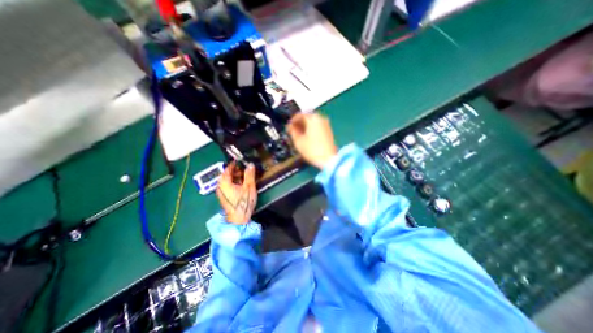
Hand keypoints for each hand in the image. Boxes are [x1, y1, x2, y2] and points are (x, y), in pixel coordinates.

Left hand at [215, 159, 256, 223]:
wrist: (238, 218)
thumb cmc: (244, 202)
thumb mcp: (249, 187)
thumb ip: (249, 175)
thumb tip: (250, 164)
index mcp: (225, 182)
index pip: (228, 168)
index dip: (235, 164)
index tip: (242, 161)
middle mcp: (220, 186)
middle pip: (226, 174)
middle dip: (236, 170)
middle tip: (245, 170)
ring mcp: (220, 192)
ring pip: (227, 180)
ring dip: (235, 177)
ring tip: (245, 177)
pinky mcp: (223, 197)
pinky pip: (227, 186)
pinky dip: (233, 182)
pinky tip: (241, 185)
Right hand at [288, 113, 337, 168]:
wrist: (329, 159)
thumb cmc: (312, 150)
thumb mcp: (298, 141)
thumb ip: (292, 131)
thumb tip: (290, 127)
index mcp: (312, 118)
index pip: (298, 115)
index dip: (291, 121)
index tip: (288, 127)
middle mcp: (320, 118)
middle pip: (306, 117)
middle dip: (299, 124)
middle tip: (293, 131)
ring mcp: (326, 124)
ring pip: (312, 122)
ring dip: (305, 127)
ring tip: (299, 135)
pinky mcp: (329, 131)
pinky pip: (317, 127)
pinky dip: (311, 130)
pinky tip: (307, 137)